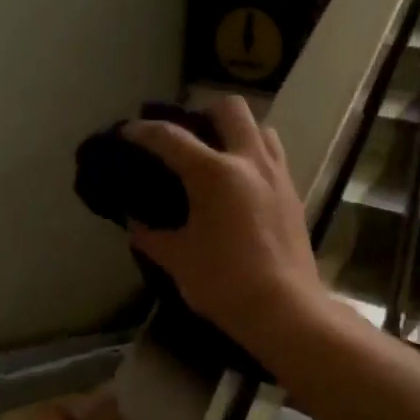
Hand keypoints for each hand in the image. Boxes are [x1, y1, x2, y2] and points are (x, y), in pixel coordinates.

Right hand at [123, 97, 325, 351]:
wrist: (285, 310)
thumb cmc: (224, 283)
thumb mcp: (178, 260)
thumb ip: (152, 236)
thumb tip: (135, 223)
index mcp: (215, 174)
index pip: (170, 137)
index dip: (142, 131)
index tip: (126, 132)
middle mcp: (249, 162)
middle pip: (230, 108)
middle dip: (203, 112)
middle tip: (186, 136)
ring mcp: (277, 175)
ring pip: (260, 128)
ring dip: (237, 131)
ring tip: (218, 155)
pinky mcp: (293, 194)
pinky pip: (274, 157)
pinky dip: (254, 156)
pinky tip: (241, 185)